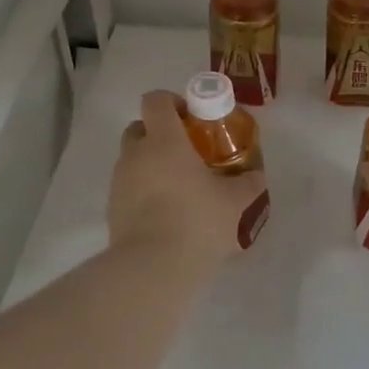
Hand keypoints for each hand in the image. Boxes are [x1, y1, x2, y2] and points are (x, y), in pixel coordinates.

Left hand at [109, 89, 266, 274]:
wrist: (151, 268)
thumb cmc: (196, 222)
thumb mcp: (234, 202)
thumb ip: (247, 184)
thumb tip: (256, 176)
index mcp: (164, 141)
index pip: (156, 100)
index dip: (172, 101)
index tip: (192, 118)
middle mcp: (136, 154)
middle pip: (139, 127)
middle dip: (159, 133)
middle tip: (186, 152)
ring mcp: (120, 182)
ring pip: (133, 159)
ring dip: (151, 164)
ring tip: (179, 188)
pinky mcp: (112, 208)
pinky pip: (129, 188)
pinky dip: (144, 191)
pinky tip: (166, 213)